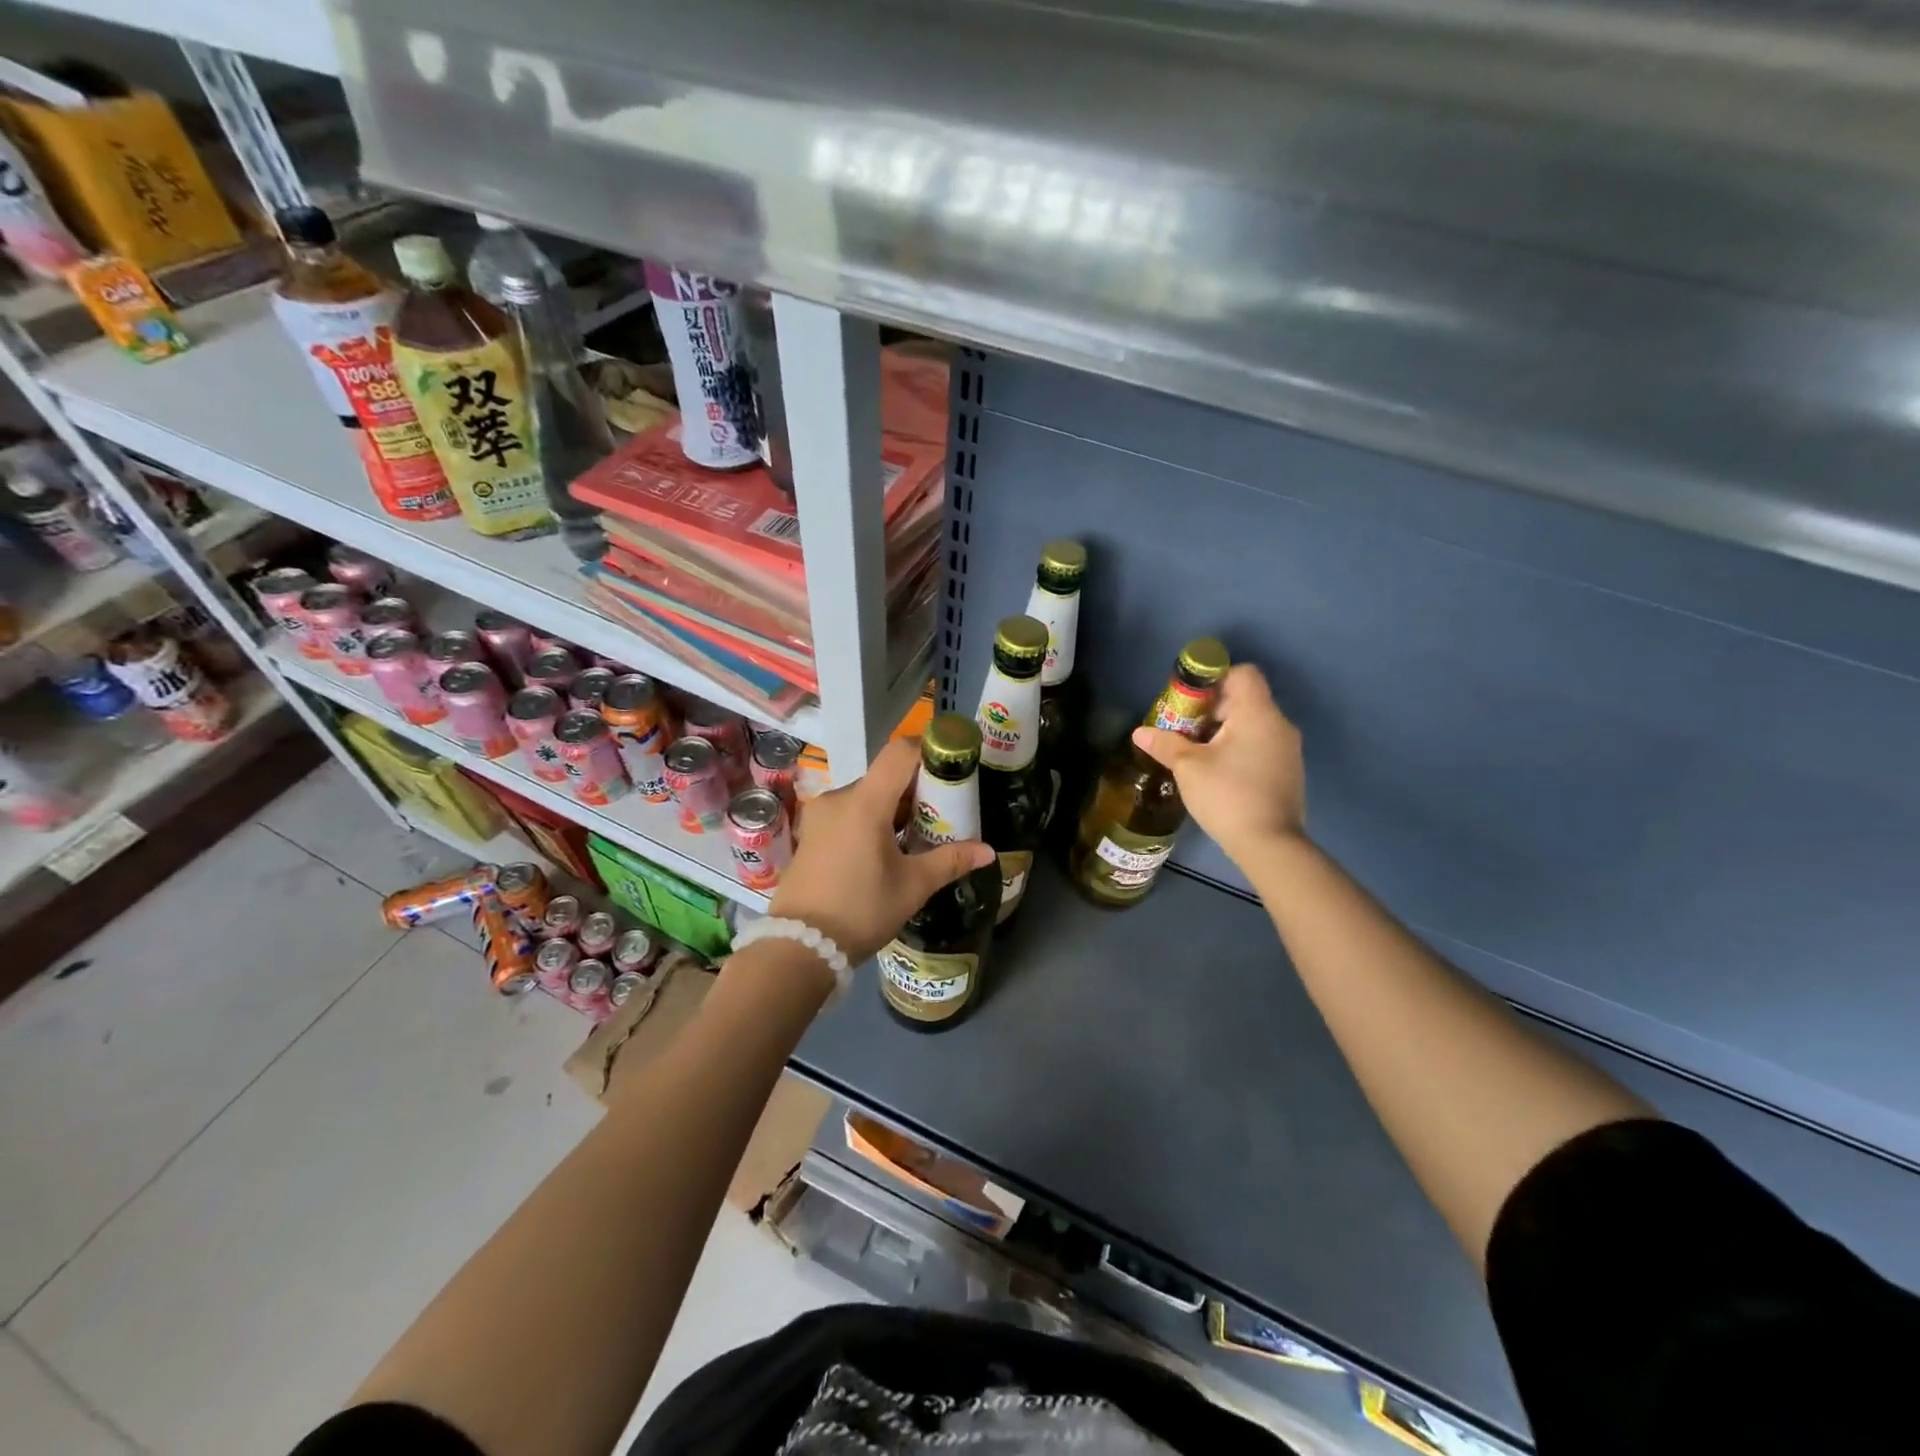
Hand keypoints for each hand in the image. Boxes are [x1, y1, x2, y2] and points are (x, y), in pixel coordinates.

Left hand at [768, 737, 995, 962]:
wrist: (800, 947)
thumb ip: (951, 860)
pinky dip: (872, 820)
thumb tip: (988, 851)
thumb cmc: (862, 910)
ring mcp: (821, 815)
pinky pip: (849, 812)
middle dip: (916, 789)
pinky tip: (887, 849)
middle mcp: (839, 798)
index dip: (928, 750)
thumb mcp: (913, 886)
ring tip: (918, 835)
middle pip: (885, 776)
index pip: (900, 752)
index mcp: (865, 802)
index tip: (951, 767)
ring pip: (867, 796)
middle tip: (943, 812)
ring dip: (893, 807)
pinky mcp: (812, 833)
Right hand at [1132, 664, 1305, 867]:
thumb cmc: (1227, 795)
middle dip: (1212, 709)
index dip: (1214, 680)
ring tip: (1197, 754)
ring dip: (1224, 731)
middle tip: (1184, 731)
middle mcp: (1279, 724)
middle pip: (1245, 699)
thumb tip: (1139, 732)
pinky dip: (1239, 748)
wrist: (1270, 844)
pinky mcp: (1288, 771)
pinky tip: (1219, 773)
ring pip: (1252, 724)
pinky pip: (1261, 744)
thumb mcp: (1187, 767)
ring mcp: (1288, 749)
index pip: (1243, 674)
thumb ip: (1165, 744)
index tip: (1190, 702)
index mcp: (1257, 713)